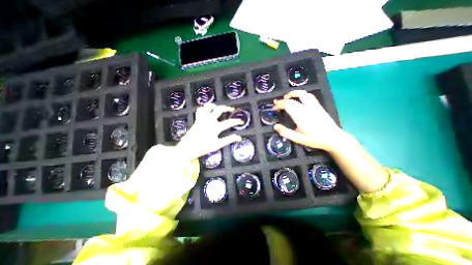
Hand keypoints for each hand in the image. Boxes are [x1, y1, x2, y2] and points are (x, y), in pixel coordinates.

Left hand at [177, 104, 243, 160]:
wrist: (187, 148)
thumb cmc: (203, 147)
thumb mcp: (217, 145)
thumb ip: (228, 140)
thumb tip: (239, 138)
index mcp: (215, 127)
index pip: (229, 122)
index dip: (236, 121)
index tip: (241, 121)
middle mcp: (209, 120)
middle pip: (219, 109)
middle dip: (227, 108)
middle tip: (231, 109)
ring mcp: (202, 119)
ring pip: (208, 106)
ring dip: (215, 106)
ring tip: (219, 108)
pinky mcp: (197, 119)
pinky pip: (200, 110)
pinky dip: (204, 109)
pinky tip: (207, 111)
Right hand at [271, 89, 345, 151]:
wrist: (333, 138)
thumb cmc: (315, 139)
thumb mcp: (298, 139)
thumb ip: (285, 132)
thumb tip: (275, 126)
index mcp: (301, 116)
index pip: (287, 105)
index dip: (279, 105)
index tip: (274, 108)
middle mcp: (307, 108)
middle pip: (292, 99)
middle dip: (282, 100)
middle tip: (276, 103)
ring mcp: (313, 105)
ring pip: (302, 94)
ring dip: (292, 94)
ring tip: (286, 97)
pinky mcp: (318, 106)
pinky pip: (308, 96)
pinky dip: (300, 95)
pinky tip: (298, 99)